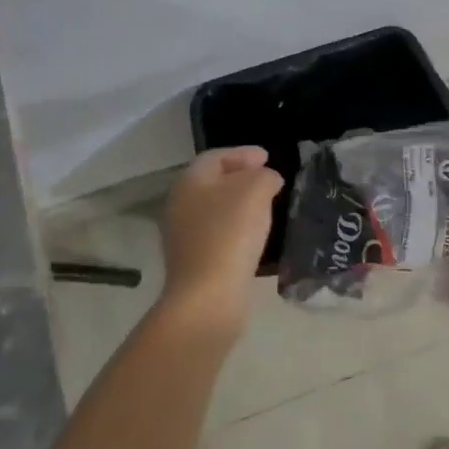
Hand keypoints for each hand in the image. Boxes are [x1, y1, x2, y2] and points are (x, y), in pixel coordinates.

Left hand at [160, 147, 283, 319]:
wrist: (208, 295)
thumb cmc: (230, 233)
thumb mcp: (255, 191)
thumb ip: (264, 176)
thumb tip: (267, 179)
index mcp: (190, 181)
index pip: (216, 156)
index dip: (243, 153)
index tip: (268, 156)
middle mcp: (180, 204)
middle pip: (212, 181)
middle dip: (241, 177)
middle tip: (267, 179)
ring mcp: (183, 235)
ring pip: (215, 208)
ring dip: (239, 204)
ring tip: (265, 206)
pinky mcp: (193, 260)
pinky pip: (217, 233)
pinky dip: (236, 227)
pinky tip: (254, 235)